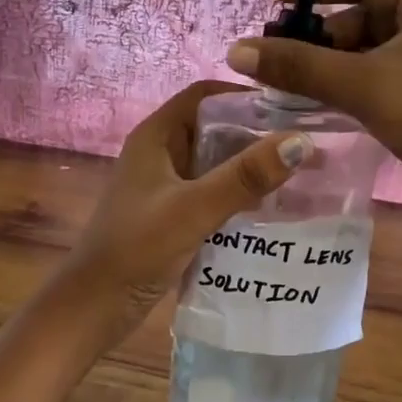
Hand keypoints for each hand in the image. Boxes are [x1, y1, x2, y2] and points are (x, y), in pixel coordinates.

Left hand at [55, 81, 310, 334]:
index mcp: (156, 137)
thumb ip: (244, 176)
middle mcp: (161, 155)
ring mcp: (166, 187)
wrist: (95, 306)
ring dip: (251, 167)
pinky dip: (241, 195)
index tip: (291, 107)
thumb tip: (301, 142)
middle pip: (214, 129)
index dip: (244, 96)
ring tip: (300, 174)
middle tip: (307, 144)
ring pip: (216, 164)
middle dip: (257, 134)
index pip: (204, 96)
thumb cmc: (137, 248)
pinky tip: (274, 209)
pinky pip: (214, 194)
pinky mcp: (173, 216)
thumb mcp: (193, 208)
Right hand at [223, 0, 401, 224]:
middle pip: (359, 17)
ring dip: (325, 65)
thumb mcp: (362, 83)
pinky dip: (341, 86)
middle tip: (272, 53)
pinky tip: (310, 101)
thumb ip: (298, 65)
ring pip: (363, 53)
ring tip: (282, 81)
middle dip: (315, 34)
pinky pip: (371, 80)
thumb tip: (236, 50)